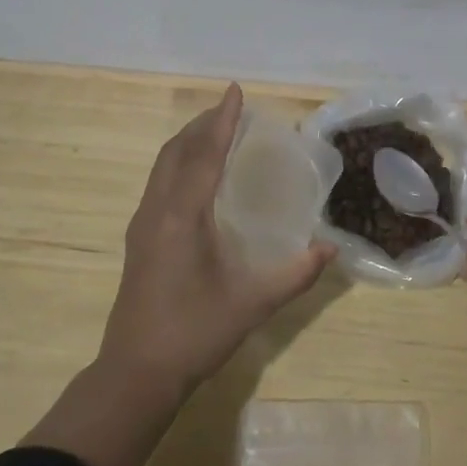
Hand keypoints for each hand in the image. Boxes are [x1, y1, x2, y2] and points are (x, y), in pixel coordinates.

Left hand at [99, 84, 335, 397]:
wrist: (135, 374)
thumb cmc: (195, 333)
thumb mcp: (253, 303)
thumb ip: (296, 274)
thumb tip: (331, 248)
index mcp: (183, 216)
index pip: (205, 154)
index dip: (222, 120)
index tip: (235, 91)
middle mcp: (158, 210)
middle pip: (177, 151)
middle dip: (203, 124)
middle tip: (230, 110)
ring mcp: (142, 225)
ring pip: (162, 166)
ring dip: (188, 142)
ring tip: (214, 132)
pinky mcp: (138, 240)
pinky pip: (158, 182)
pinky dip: (178, 163)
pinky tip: (195, 177)